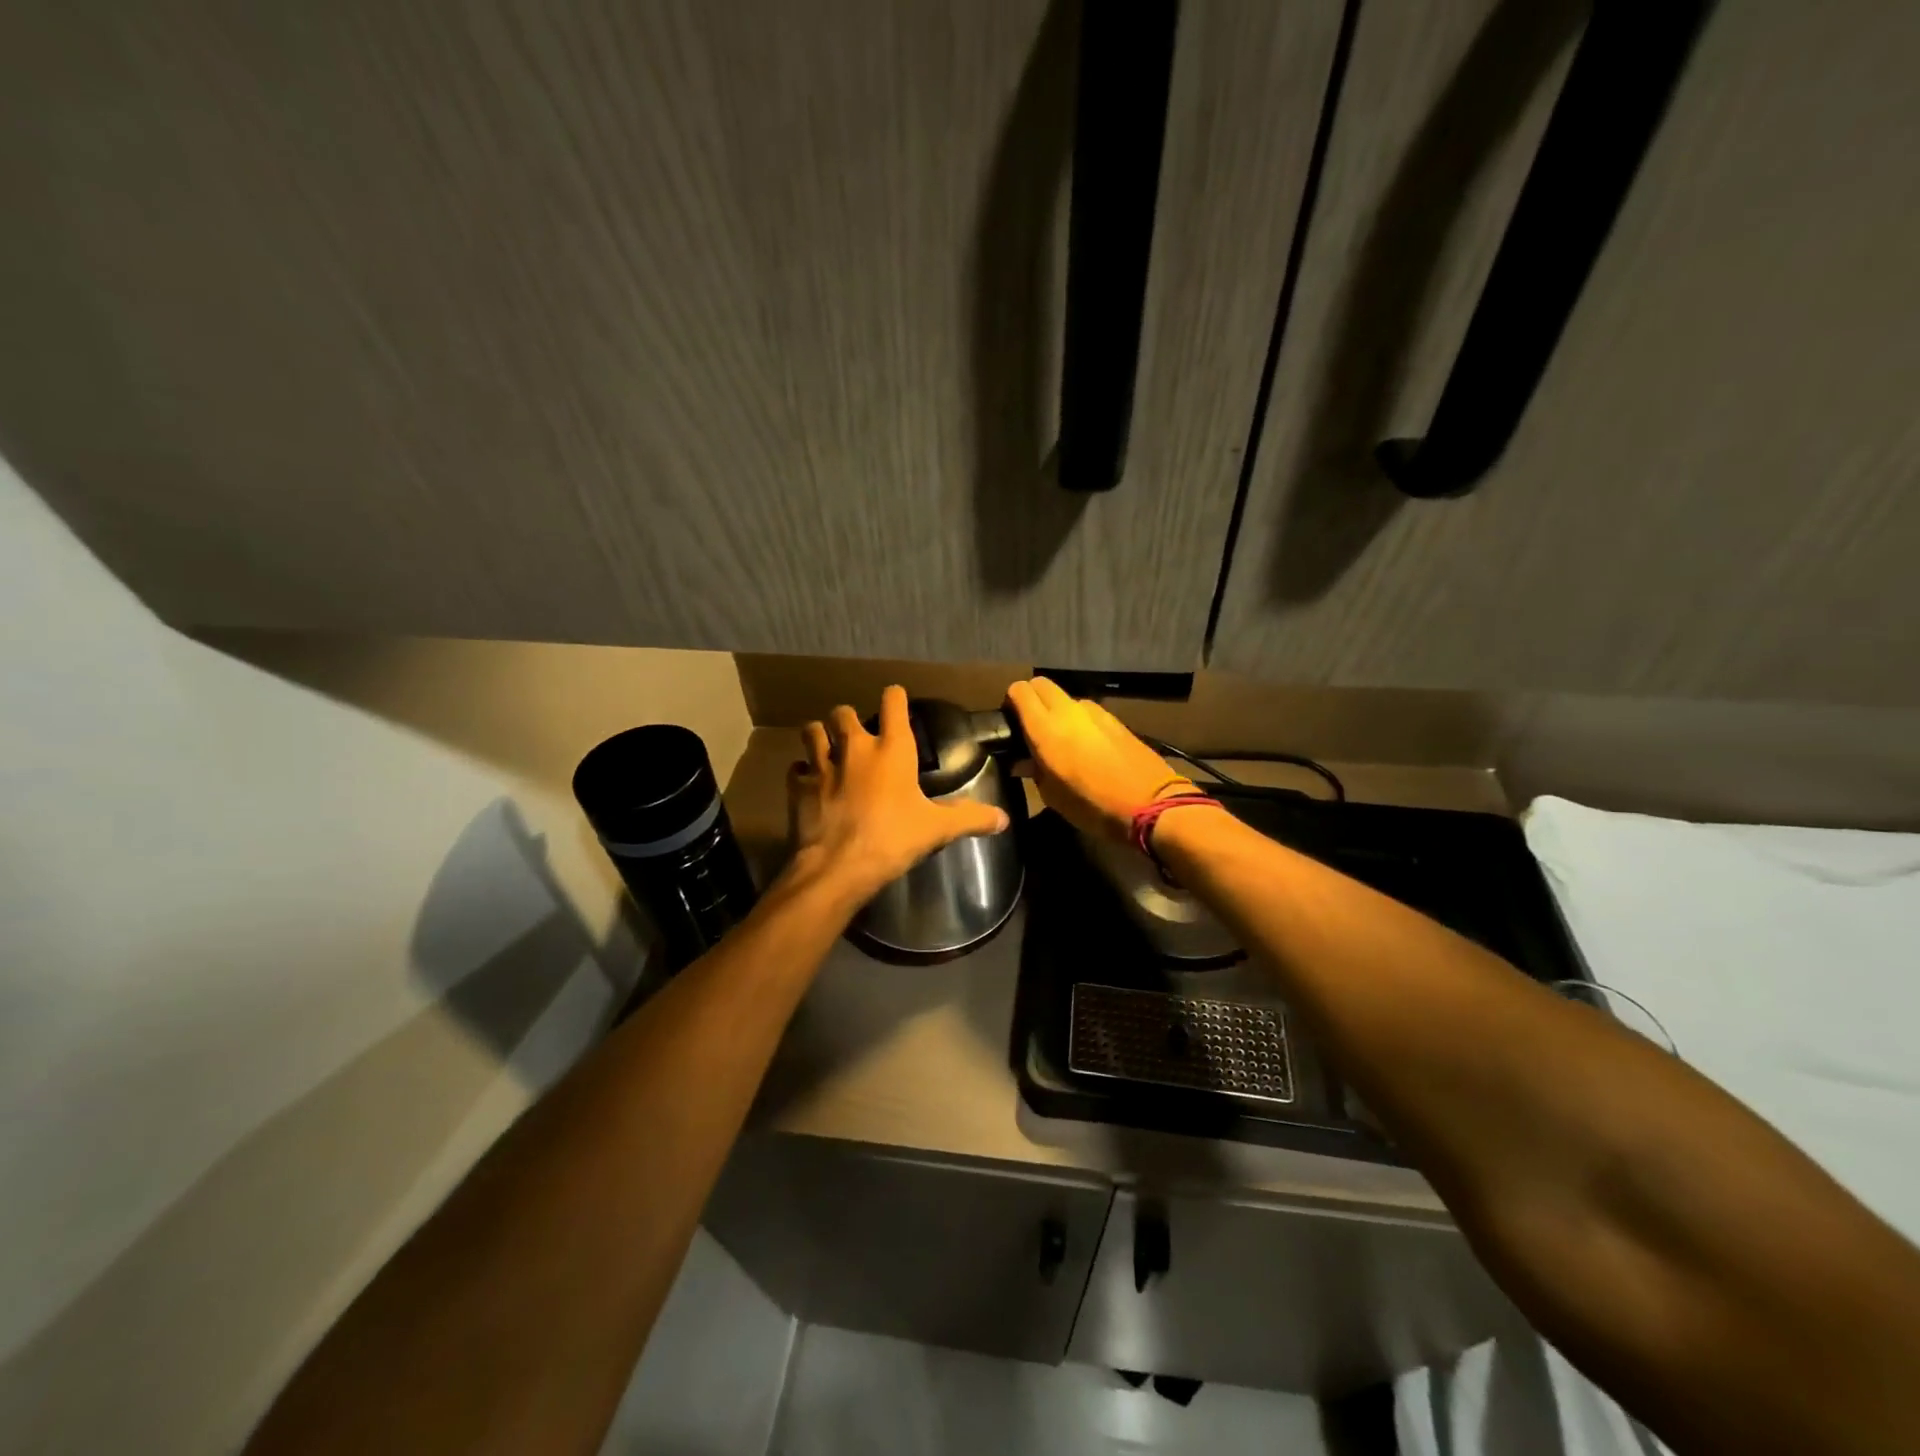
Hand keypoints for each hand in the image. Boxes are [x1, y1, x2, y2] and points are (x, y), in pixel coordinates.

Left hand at [787, 684, 1010, 901]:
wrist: (839, 866)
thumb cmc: (893, 839)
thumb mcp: (937, 829)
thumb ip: (970, 818)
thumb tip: (1003, 819)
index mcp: (892, 750)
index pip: (893, 703)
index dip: (894, 697)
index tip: (896, 699)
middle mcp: (855, 748)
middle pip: (843, 713)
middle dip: (848, 718)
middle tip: (856, 733)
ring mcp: (823, 765)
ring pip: (812, 731)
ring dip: (819, 735)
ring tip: (825, 745)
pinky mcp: (800, 787)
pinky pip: (796, 769)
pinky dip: (801, 772)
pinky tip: (808, 781)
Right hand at [1004, 677, 1191, 841]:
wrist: (1151, 805)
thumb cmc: (1093, 806)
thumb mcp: (1053, 796)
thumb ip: (1034, 771)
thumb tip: (1023, 761)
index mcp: (1046, 728)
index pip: (1020, 691)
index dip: (1011, 702)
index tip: (1009, 721)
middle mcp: (1068, 711)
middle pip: (1042, 685)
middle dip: (1032, 699)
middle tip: (1030, 726)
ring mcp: (1096, 712)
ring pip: (1066, 698)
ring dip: (1058, 711)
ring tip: (1060, 740)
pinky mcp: (1116, 720)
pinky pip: (1087, 712)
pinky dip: (1079, 721)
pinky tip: (1085, 747)